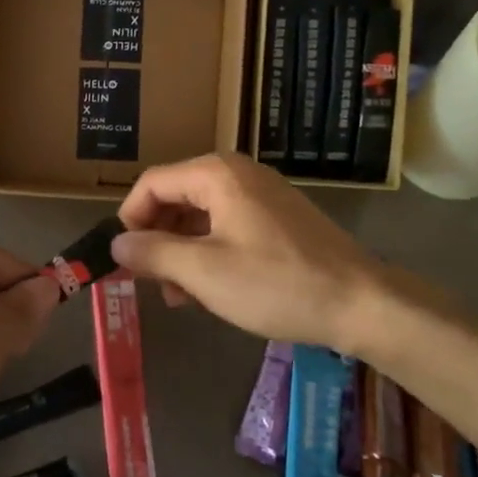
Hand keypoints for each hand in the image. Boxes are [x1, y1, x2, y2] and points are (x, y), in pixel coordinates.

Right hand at [112, 153, 393, 354]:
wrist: (361, 303)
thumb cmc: (276, 284)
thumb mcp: (203, 272)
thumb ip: (153, 253)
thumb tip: (116, 244)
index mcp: (216, 175)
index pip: (152, 183)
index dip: (129, 218)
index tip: (123, 259)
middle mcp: (237, 173)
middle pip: (176, 196)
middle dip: (157, 238)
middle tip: (150, 282)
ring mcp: (261, 194)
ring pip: (201, 214)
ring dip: (182, 251)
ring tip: (179, 296)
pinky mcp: (278, 217)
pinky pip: (228, 225)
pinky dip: (210, 252)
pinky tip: (211, 289)